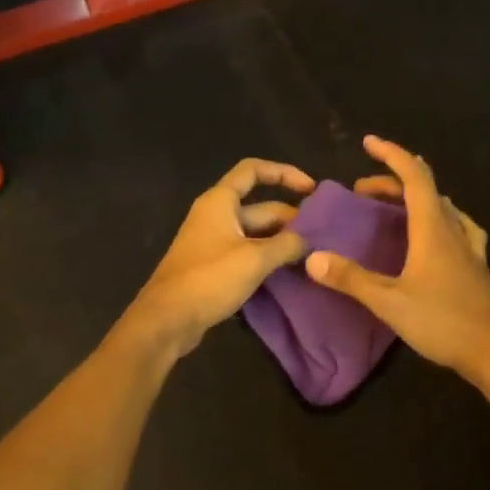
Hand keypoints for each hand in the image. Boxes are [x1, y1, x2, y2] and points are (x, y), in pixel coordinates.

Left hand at [125, 158, 314, 354]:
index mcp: (220, 202)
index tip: (311, 190)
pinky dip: (267, 260)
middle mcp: (216, 216)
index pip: (253, 170)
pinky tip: (289, 274)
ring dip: (281, 242)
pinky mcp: (214, 268)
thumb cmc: (209, 279)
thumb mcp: (254, 259)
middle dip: (291, 219)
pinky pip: (247, 255)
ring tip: (312, 256)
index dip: (284, 173)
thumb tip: (309, 240)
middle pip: (260, 207)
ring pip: (256, 234)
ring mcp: (214, 243)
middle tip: (321, 238)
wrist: (168, 319)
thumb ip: (286, 245)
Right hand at [306, 136, 489, 382]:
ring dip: (416, 198)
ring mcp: (469, 248)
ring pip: (443, 207)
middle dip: (393, 181)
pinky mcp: (476, 267)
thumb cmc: (443, 322)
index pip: (414, 177)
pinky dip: (439, 219)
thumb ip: (351, 279)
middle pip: (426, 190)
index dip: (392, 155)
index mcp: (433, 230)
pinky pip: (458, 228)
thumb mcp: (389, 302)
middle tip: (363, 191)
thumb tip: (313, 258)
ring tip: (394, 207)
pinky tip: (438, 234)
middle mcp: (453, 230)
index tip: (368, 143)